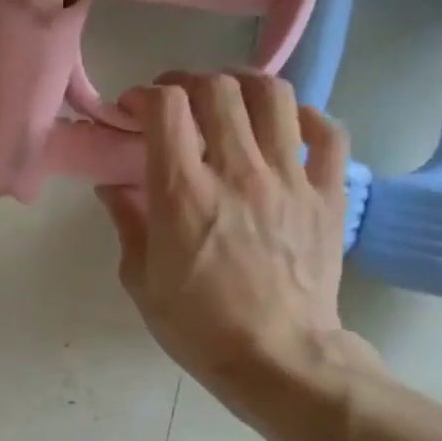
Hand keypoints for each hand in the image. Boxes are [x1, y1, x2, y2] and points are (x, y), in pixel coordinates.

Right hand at [97, 72, 377, 418]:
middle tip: (175, 99)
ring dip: (243, 84)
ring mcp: (290, 179)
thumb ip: (127, 223)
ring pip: (274, 95)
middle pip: (218, 89)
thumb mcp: (141, 280)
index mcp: (184, 193)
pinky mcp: (328, 195)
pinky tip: (286, 125)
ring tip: (228, 98)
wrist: (278, 359)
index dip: (145, 95)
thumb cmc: (197, 326)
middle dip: (188, 81)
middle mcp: (238, 171)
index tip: (133, 110)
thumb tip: (113, 186)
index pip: (166, 108)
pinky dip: (305, 117)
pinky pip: (327, 133)